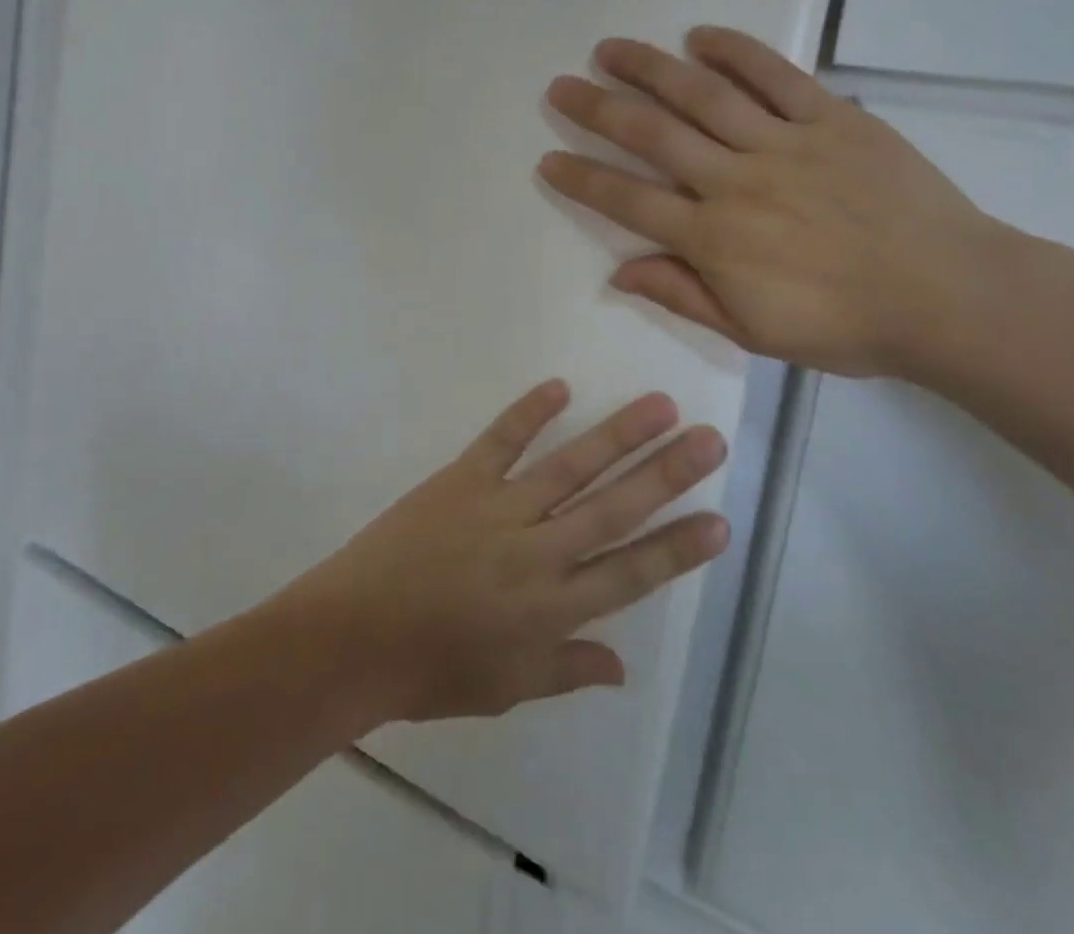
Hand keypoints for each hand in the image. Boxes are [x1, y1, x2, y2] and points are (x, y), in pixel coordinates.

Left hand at [273, 382, 728, 723]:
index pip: (630, 573)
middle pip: (614, 508)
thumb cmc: (430, 672)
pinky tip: (560, 386)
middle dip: (667, 474)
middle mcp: (537, 553)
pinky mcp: (460, 481)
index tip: (720, 520)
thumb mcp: (506, 688)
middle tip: (710, 440)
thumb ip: (567, 671)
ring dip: (618, 435)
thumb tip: (621, 666)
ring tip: (660, 406)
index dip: (678, 548)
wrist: (352, 638)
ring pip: (570, 467)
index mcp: (552, 610)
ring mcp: (498, 510)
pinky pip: (501, 441)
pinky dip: (529, 412)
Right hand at [538, 27, 1010, 378]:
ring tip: (610, 49)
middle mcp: (736, 181)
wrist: (951, 298)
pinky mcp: (833, 119)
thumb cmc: (845, 326)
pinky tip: (700, 35)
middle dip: (598, 109)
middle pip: (652, 135)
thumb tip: (619, 270)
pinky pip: (777, 76)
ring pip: (703, 95)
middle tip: (561, 87)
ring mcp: (784, 143)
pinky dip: (737, 50)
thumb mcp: (753, 332)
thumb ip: (683, 295)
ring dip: (650, 68)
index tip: (549, 157)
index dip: (582, 179)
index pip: (628, 200)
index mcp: (714, 238)